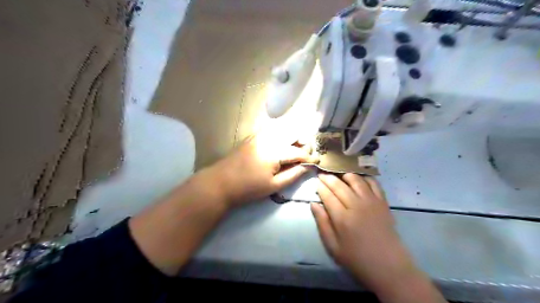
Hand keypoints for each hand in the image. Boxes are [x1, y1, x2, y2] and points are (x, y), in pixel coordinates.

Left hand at [206, 133, 316, 207]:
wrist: (220, 183)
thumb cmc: (248, 188)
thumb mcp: (273, 186)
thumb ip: (293, 174)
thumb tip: (308, 167)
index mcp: (275, 151)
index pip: (298, 152)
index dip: (309, 157)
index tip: (317, 161)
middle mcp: (268, 138)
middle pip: (292, 132)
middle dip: (303, 142)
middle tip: (306, 154)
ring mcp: (259, 135)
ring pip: (282, 128)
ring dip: (292, 136)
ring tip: (295, 149)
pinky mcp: (252, 136)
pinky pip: (271, 129)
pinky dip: (281, 134)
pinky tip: (281, 143)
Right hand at [313, 175, 415, 294]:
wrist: (389, 266)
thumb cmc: (357, 259)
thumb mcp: (333, 247)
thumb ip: (322, 224)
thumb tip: (314, 204)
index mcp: (342, 218)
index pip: (328, 195)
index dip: (320, 187)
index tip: (316, 182)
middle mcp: (356, 205)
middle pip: (339, 185)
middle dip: (329, 178)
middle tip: (322, 175)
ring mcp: (372, 202)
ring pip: (356, 180)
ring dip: (345, 175)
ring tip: (339, 175)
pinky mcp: (383, 203)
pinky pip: (374, 184)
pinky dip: (365, 178)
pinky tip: (359, 179)